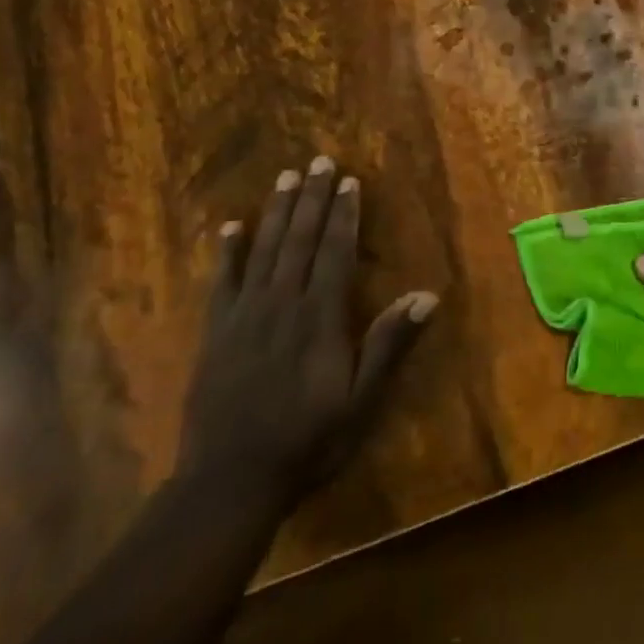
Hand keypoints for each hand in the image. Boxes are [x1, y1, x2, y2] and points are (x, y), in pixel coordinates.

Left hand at [178, 156, 437, 504]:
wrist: (229, 482)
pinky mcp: (216, 333)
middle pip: (301, 240)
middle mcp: (282, 304)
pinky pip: (222, 282)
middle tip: (319, 160)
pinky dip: (228, 252)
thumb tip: (427, 295)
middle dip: (313, 198)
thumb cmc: (307, 440)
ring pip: (265, 250)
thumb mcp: (361, 401)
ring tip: (286, 177)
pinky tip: (232, 227)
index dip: (344, 214)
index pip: (335, 252)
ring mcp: (245, 316)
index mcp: (320, 317)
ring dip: (277, 211)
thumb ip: (389, 344)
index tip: (349, 181)